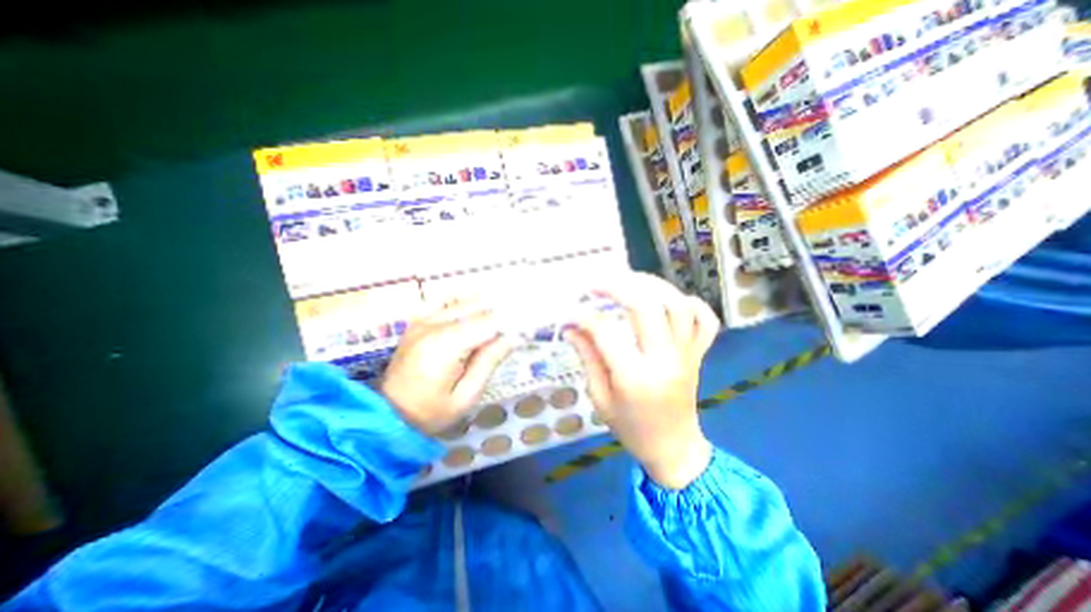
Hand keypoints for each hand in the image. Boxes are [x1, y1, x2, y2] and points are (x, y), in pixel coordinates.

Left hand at [381, 302, 515, 435]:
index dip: (511, 319)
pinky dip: (461, 298)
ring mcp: (421, 320)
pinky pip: (441, 299)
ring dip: (486, 301)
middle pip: (477, 306)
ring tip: (506, 306)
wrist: (388, 415)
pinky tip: (474, 303)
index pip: (487, 322)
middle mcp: (432, 325)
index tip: (529, 322)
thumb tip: (514, 336)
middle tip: (523, 312)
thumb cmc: (430, 412)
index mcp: (445, 346)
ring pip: (462, 300)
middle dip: (502, 307)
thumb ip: (490, 362)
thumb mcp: (467, 396)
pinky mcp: (416, 321)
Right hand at [563, 275, 722, 490]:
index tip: (570, 311)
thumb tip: (571, 327)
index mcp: (635, 377)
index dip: (584, 316)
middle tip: (597, 284)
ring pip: (677, 304)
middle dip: (618, 286)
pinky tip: (670, 301)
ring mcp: (686, 354)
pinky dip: (691, 303)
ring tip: (629, 282)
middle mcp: (664, 359)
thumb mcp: (600, 399)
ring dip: (652, 286)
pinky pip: (705, 320)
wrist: (674, 449)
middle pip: (646, 306)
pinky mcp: (698, 354)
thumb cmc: (631, 429)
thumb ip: (587, 358)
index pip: (605, 332)